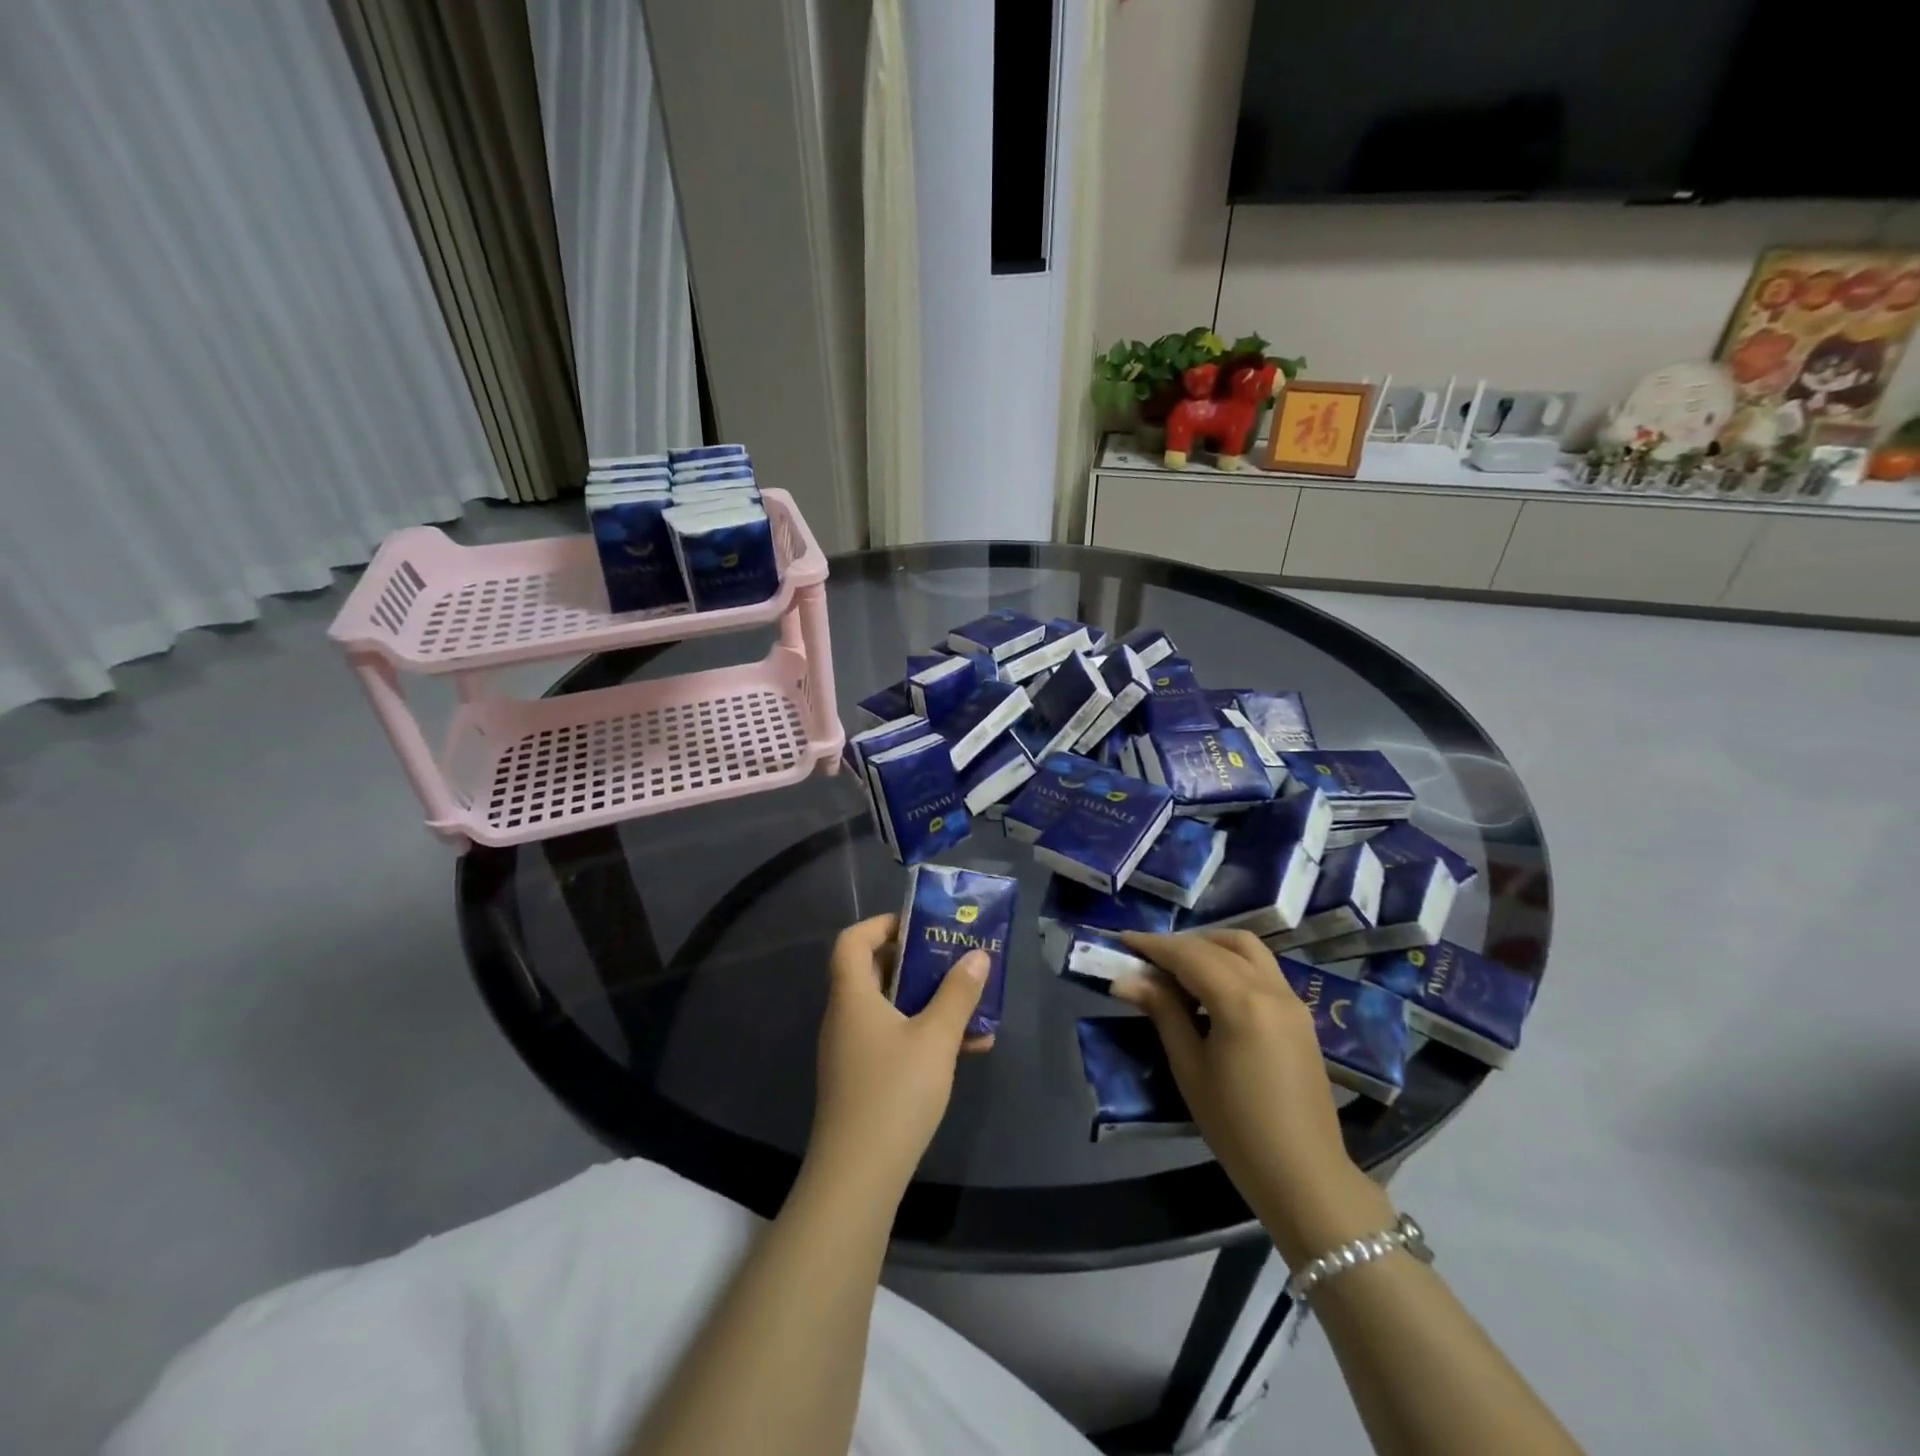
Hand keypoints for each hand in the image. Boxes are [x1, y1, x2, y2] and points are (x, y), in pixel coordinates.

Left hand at [807, 914, 988, 1197]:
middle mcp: (846, 1016)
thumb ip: (958, 994)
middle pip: (875, 972)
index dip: (882, 924)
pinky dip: (924, 1035)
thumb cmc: (894, 1093)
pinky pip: (894, 1040)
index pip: (852, 940)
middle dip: (918, 962)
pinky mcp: (863, 1079)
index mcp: (853, 996)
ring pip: (890, 1008)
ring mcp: (852, 1050)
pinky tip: (967, 1049)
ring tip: (972, 1003)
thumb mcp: (935, 1039)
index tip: (920, 926)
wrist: (858, 1177)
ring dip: (929, 1001)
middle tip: (954, 958)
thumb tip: (978, 955)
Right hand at [1114, 930, 1393, 1265]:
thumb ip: (1162, 1012)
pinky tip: (1211, 988)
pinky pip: (1264, 969)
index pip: (1190, 955)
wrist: (1304, 1176)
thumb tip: (1125, 979)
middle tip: (1147, 959)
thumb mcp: (1189, 1068)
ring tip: (1179, 967)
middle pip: (1219, 946)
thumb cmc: (1236, 1127)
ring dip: (1211, 946)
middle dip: (1180, 944)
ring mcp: (1292, 1001)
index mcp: (1242, 1003)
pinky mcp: (1301, 1015)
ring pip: (1248, 949)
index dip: (1154, 944)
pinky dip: (1233, 963)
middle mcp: (1271, 989)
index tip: (1123, 938)